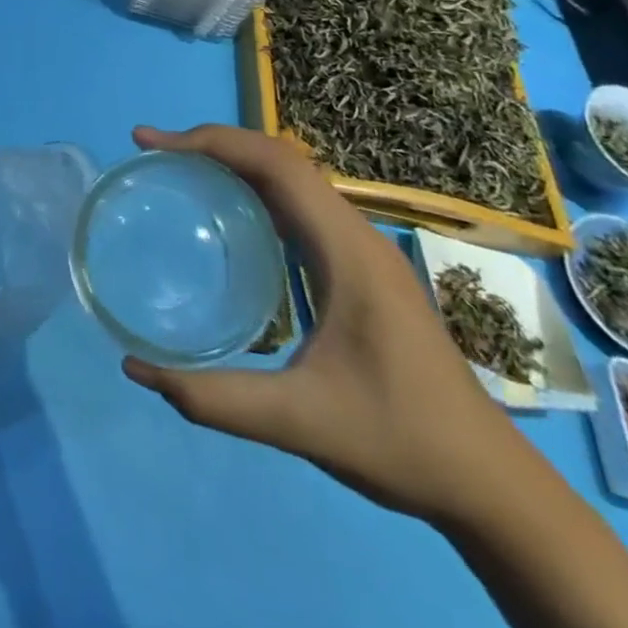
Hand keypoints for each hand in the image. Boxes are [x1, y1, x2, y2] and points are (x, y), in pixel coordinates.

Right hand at [122, 124, 527, 524]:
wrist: (491, 486)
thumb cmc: (401, 442)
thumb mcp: (301, 423)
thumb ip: (216, 399)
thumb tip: (136, 369)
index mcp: (348, 251)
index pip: (276, 164)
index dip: (212, 141)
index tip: (154, 144)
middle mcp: (356, 236)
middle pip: (280, 160)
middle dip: (215, 144)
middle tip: (156, 154)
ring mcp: (362, 251)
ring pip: (292, 181)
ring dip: (236, 163)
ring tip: (181, 172)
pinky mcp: (360, 270)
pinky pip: (300, 209)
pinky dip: (256, 193)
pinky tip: (228, 221)